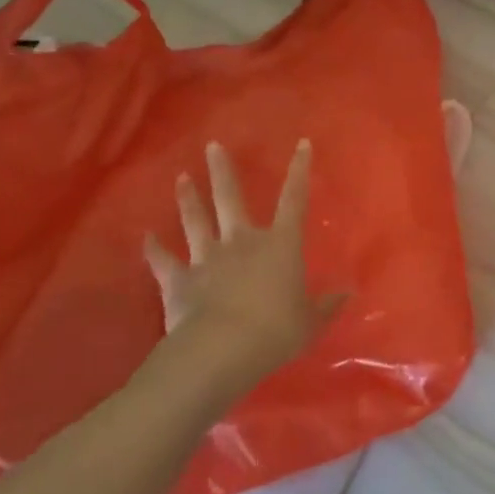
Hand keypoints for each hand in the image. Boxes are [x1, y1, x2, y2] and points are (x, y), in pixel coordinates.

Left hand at [141, 140, 342, 404]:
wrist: (222, 349)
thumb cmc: (275, 331)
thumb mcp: (309, 322)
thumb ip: (326, 306)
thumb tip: (348, 294)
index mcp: (280, 245)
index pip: (294, 200)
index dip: (299, 171)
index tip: (301, 144)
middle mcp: (242, 242)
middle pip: (231, 199)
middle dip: (222, 171)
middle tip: (212, 146)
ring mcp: (207, 258)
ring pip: (196, 221)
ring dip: (188, 199)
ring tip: (180, 177)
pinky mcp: (179, 280)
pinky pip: (163, 261)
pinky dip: (153, 249)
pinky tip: (146, 237)